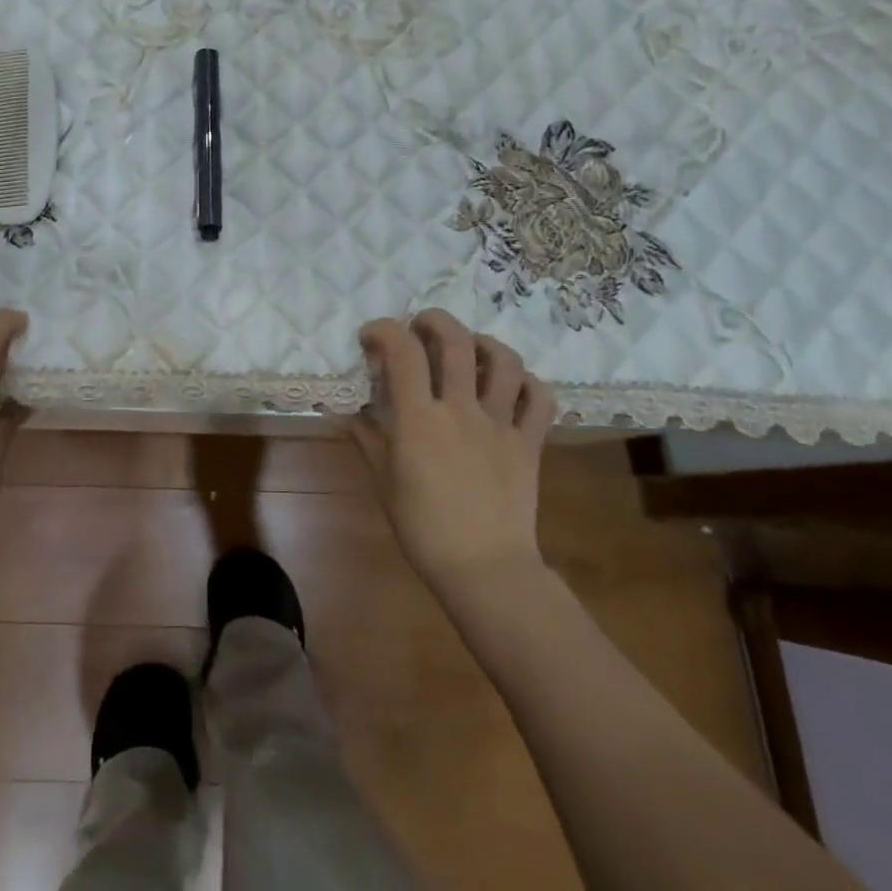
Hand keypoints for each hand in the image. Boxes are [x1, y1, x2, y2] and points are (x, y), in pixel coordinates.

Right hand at [349, 310, 555, 598]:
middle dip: (434, 320)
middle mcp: (460, 409)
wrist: (485, 570)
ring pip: (504, 361)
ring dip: (485, 343)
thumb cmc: (424, 529)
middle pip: (455, 341)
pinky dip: (529, 383)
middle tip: (420, 327)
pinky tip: (512, 385)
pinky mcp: (528, 443)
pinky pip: (540, 399)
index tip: (372, 337)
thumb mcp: (383, 481)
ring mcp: (500, 424)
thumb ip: (367, 439)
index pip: (402, 351)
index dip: (384, 330)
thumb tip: (352, 412)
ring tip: (470, 348)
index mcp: (419, 419)